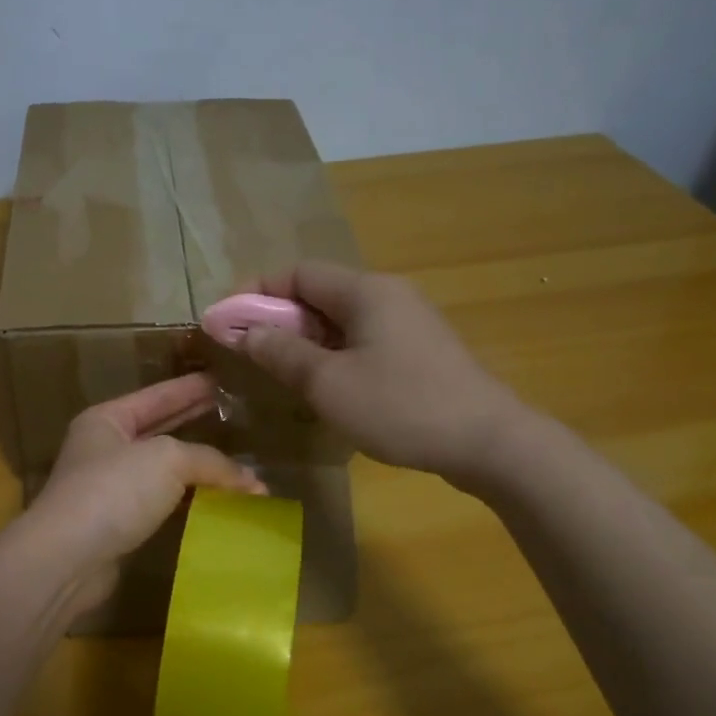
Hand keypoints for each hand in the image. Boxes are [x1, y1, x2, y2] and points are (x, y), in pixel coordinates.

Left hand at [22, 374, 264, 613]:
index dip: (189, 387)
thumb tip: (253, 481)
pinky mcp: (117, 525)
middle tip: (232, 413)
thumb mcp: (167, 459)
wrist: (67, 558)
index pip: (156, 396)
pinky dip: (188, 500)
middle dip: (193, 421)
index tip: (220, 379)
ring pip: (161, 470)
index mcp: (106, 420)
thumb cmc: (113, 490)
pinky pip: (161, 503)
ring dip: (196, 467)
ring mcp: (109, 489)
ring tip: (235, 461)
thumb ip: (210, 462)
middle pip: (158, 429)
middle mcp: (104, 449)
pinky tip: (216, 501)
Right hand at [242, 261, 531, 490]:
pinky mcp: (420, 350)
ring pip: (340, 319)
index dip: (256, 292)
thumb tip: (243, 331)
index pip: (297, 273)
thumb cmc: (400, 406)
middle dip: (277, 319)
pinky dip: (333, 353)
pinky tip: (325, 386)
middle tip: (248, 353)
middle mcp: (387, 294)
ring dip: (304, 340)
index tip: (227, 321)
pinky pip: (362, 339)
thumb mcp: (327, 383)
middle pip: (318, 293)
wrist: (488, 442)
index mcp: (365, 291)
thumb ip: (280, 352)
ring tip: (281, 372)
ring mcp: (408, 322)